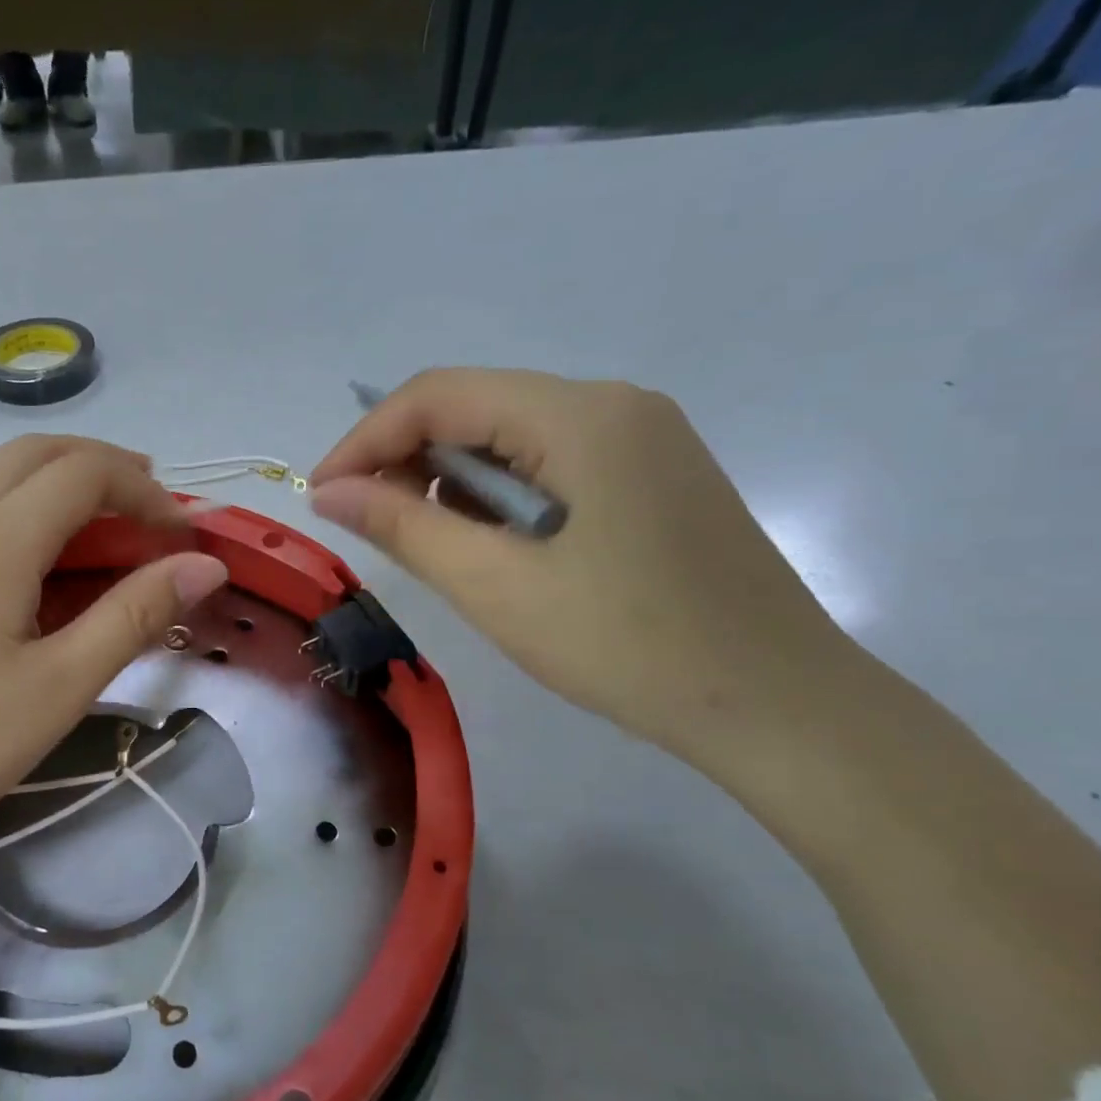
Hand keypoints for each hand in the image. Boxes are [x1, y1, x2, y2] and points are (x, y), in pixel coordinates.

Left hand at [0, 436, 227, 874]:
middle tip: (150, 510)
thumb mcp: (57, 687)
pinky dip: (16, 511)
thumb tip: (205, 566)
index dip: (146, 492)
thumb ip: (134, 615)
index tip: (183, 537)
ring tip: (101, 532)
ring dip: (57, 485)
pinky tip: (29, 567)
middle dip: (103, 468)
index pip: (86, 472)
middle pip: (37, 454)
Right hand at [308, 369, 858, 771]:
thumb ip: (405, 527)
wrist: (779, 706)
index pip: (440, 394)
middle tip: (366, 525)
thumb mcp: (497, 586)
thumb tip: (329, 492)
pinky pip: (548, 463)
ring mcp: (641, 438)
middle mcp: (614, 404)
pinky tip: (488, 546)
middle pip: (476, 406)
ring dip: (450, 479)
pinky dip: (497, 496)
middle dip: (405, 458)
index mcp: (581, 414)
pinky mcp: (650, 476)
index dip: (365, 439)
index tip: (321, 496)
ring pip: (509, 436)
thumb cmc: (629, 645)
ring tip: (423, 542)